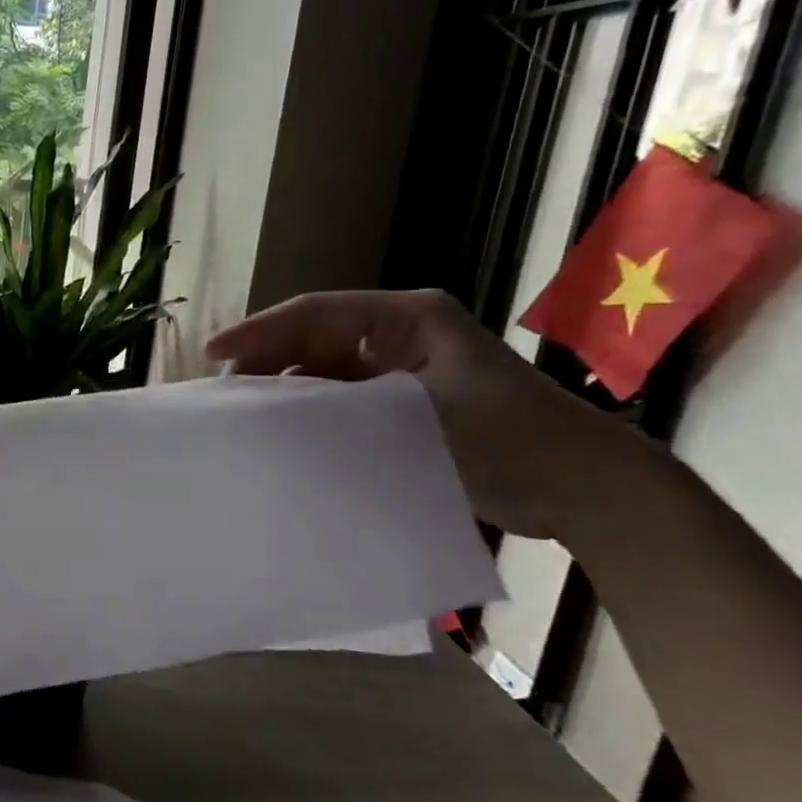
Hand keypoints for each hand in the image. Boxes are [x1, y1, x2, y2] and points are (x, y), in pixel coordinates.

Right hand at [206, 290, 633, 539]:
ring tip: (246, 413)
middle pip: (313, 337)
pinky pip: (340, 398)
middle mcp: (398, 333)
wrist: (585, 487)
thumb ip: (343, 403)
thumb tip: (272, 407)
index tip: (215, 354)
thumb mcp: (420, 412)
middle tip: (225, 392)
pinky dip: (311, 410)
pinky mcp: (401, 403)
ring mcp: (399, 368)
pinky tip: (286, 431)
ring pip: (322, 368)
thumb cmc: (512, 438)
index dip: (260, 331)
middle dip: (267, 360)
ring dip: (285, 387)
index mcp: (408, 316)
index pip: (315, 313)